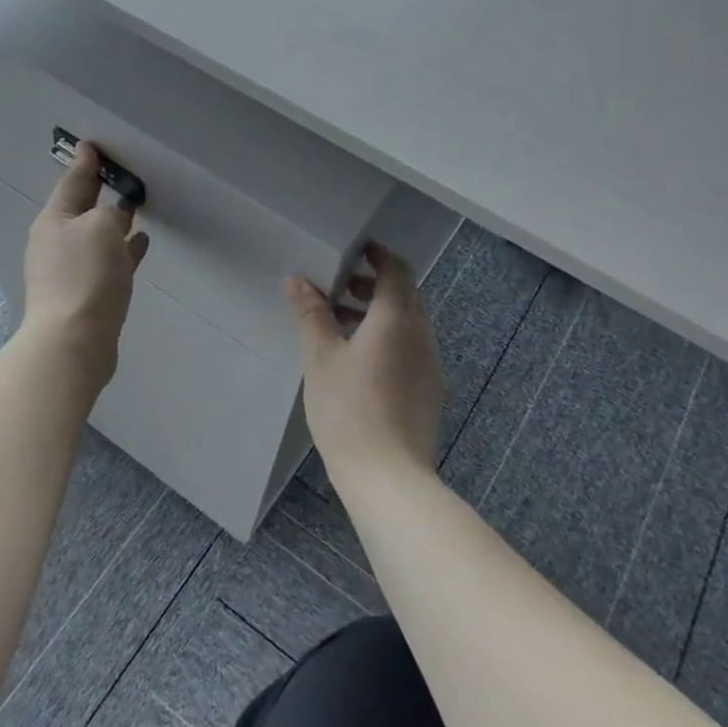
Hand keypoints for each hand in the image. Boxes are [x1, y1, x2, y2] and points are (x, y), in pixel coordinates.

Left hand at [23, 142, 149, 392]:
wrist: (74, 341)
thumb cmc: (85, 275)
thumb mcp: (101, 228)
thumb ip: (110, 213)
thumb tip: (114, 217)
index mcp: (55, 220)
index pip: (72, 182)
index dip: (85, 163)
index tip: (92, 146)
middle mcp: (58, 243)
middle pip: (82, 209)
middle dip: (99, 192)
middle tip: (118, 173)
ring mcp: (71, 270)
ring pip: (97, 236)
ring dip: (115, 222)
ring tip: (136, 208)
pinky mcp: (87, 294)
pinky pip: (108, 261)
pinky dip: (123, 249)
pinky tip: (141, 242)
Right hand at [285, 242, 443, 484]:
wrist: (388, 476)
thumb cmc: (349, 409)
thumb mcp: (320, 357)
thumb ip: (311, 314)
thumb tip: (297, 280)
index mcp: (397, 319)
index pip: (397, 270)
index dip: (378, 255)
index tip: (354, 250)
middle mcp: (422, 335)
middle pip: (404, 294)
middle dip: (373, 284)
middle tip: (337, 286)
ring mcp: (430, 364)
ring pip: (407, 323)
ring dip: (378, 313)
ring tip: (339, 323)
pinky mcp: (429, 390)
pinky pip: (410, 348)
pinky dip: (387, 338)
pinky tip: (358, 360)